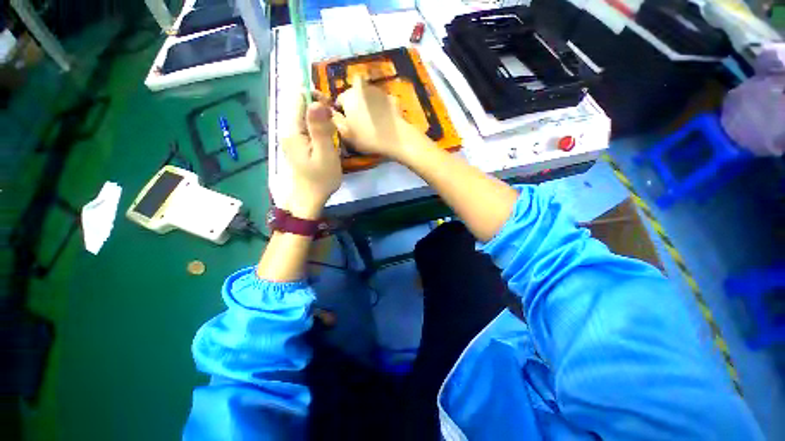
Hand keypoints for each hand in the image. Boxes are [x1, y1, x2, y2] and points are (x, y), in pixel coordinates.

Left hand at [282, 94, 341, 218]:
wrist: (310, 199)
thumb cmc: (321, 179)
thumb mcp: (325, 154)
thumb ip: (320, 128)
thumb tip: (316, 101)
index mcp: (293, 131)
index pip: (299, 98)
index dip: (315, 96)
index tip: (331, 108)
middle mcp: (288, 130)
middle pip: (301, 106)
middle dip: (319, 109)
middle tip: (334, 125)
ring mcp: (292, 138)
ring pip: (306, 117)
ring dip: (321, 120)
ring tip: (333, 135)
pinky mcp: (297, 145)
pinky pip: (307, 128)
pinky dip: (319, 129)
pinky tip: (327, 141)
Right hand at [333, 76, 426, 161]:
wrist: (396, 137)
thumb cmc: (368, 137)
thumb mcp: (346, 134)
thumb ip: (336, 121)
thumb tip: (331, 113)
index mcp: (349, 96)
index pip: (339, 100)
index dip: (341, 112)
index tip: (347, 123)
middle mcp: (362, 88)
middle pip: (353, 95)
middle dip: (354, 106)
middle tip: (360, 123)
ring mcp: (378, 91)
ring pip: (367, 96)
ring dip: (367, 105)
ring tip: (372, 122)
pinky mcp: (391, 97)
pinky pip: (380, 102)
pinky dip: (379, 107)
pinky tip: (383, 120)